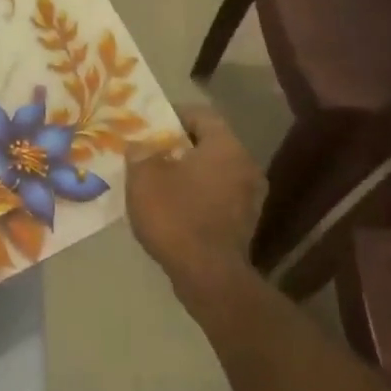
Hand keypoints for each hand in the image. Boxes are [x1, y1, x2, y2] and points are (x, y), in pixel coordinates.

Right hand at [127, 104, 264, 322]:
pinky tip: (173, 206)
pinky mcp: (244, 222)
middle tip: (150, 152)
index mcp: (225, 147)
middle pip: (209, 143)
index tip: (150, 124)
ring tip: (158, 180)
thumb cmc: (176, 216)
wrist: (209, 276)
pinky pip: (217, 195)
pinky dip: (197, 194)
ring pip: (214, 171)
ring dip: (188, 172)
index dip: (173, 115)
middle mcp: (245, 165)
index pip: (201, 114)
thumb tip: (141, 146)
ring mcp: (250, 196)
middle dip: (179, 146)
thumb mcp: (144, 178)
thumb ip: (141, 153)